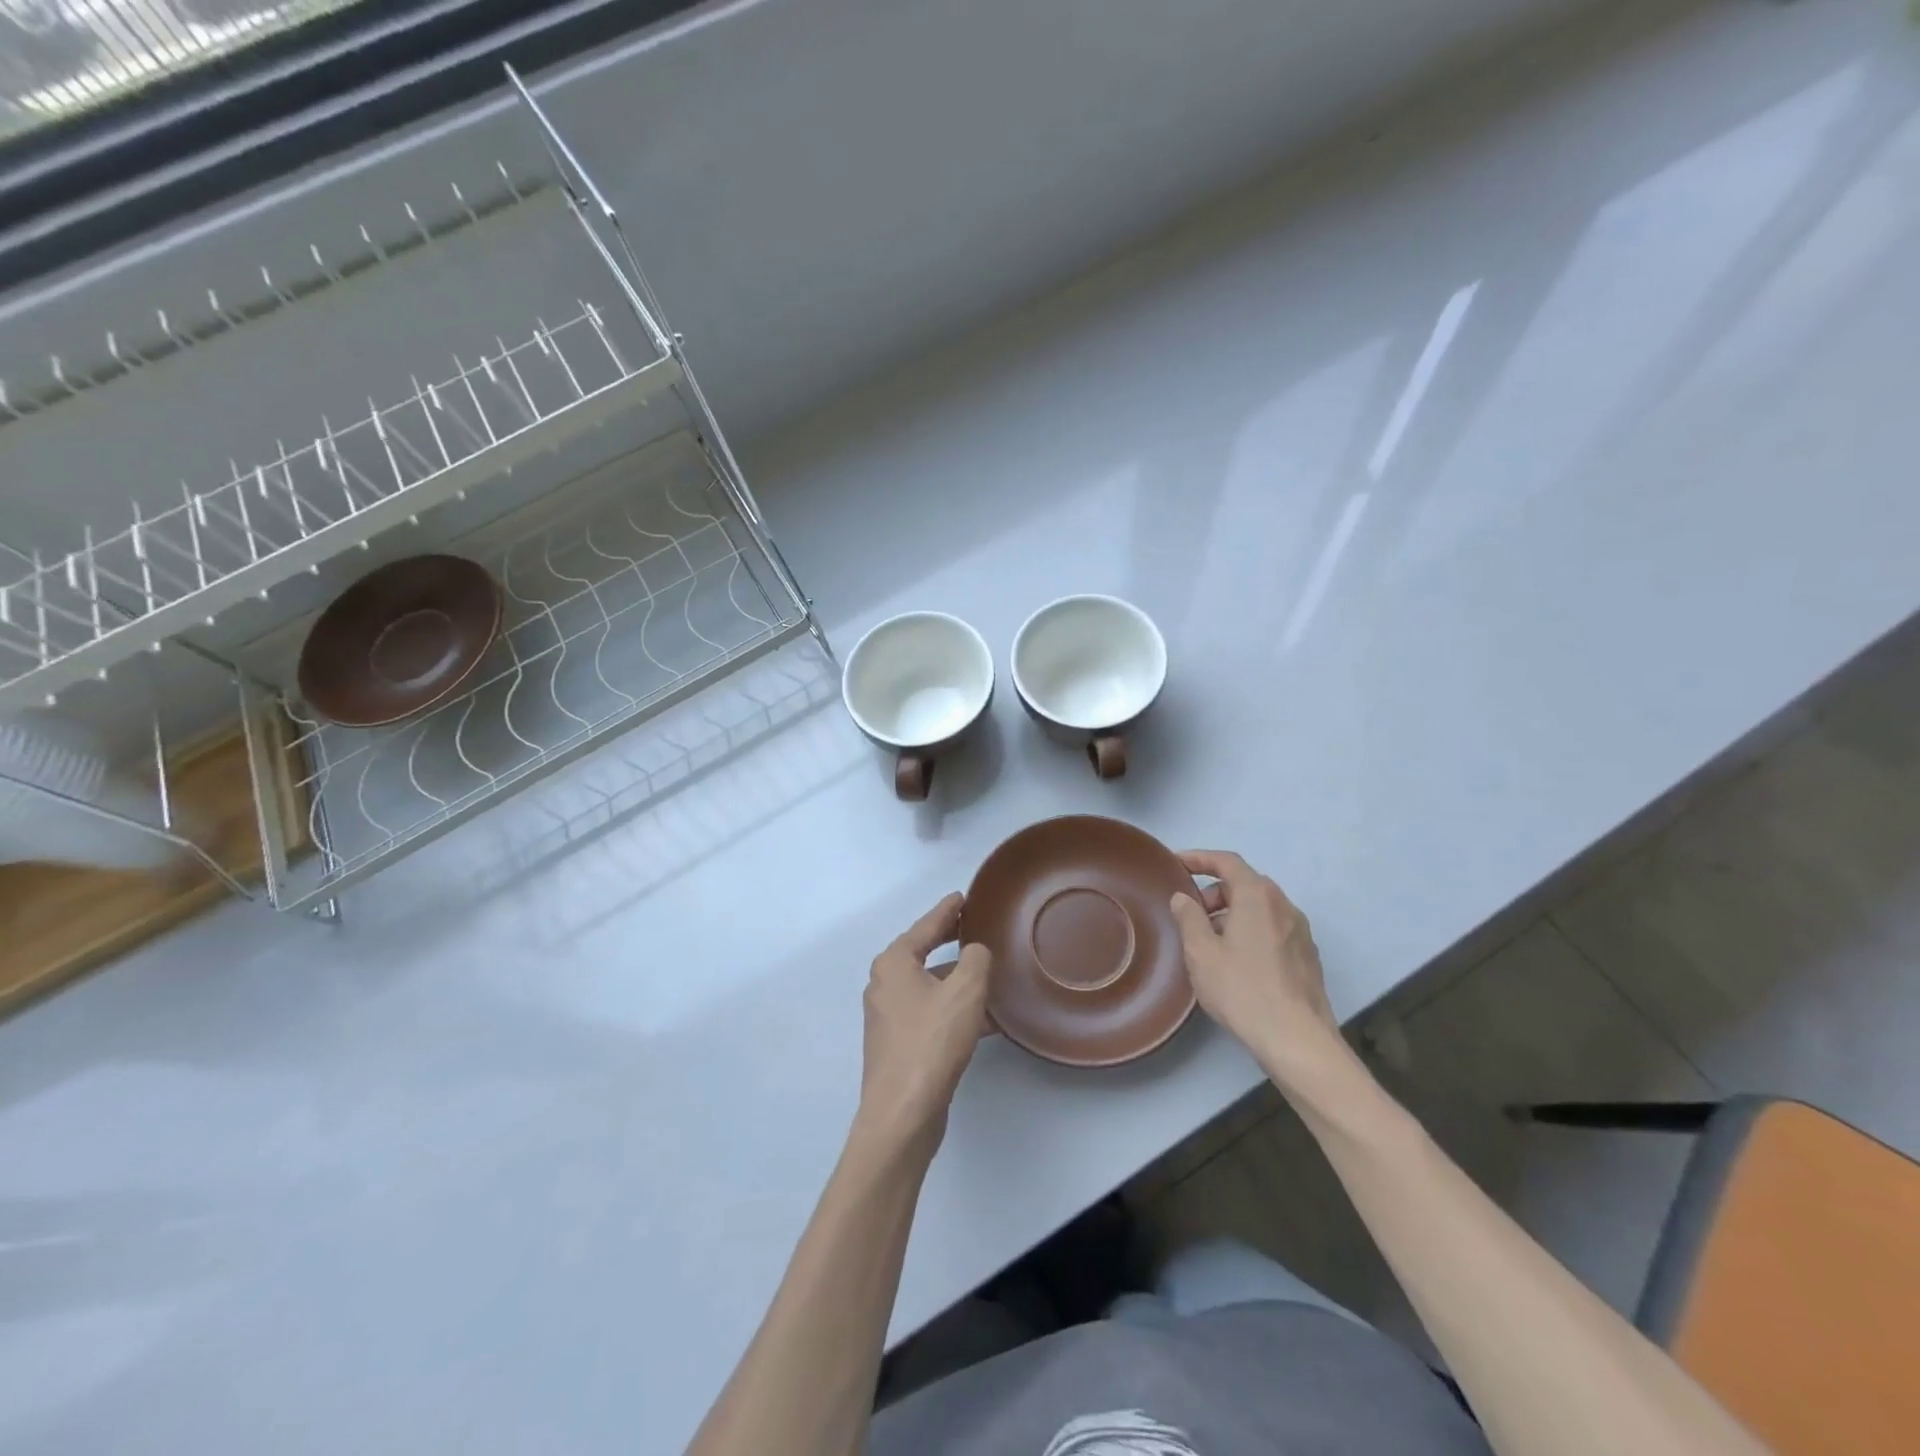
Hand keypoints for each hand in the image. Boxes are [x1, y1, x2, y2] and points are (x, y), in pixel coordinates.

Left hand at [857, 893, 991, 1153]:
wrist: (902, 1113)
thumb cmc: (931, 1042)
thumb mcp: (965, 991)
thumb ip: (975, 959)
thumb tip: (975, 951)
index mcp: (894, 963)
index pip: (926, 926)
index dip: (947, 910)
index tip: (963, 896)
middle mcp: (885, 984)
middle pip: (924, 953)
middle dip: (952, 942)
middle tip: (977, 927)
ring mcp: (889, 1017)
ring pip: (931, 987)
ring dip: (959, 981)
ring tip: (992, 975)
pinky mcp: (899, 1045)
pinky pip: (932, 1014)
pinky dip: (955, 1010)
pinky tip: (987, 1020)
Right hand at [1169, 850, 1348, 1096]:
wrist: (1297, 1039)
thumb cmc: (1242, 989)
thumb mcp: (1201, 952)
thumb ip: (1188, 917)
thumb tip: (1183, 897)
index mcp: (1257, 896)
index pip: (1227, 862)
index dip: (1199, 858)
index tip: (1176, 864)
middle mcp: (1284, 905)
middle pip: (1245, 884)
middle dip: (1214, 891)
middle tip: (1190, 913)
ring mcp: (1300, 931)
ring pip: (1260, 908)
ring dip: (1232, 913)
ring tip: (1209, 941)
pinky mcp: (1307, 956)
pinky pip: (1272, 928)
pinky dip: (1250, 930)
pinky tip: (1235, 961)